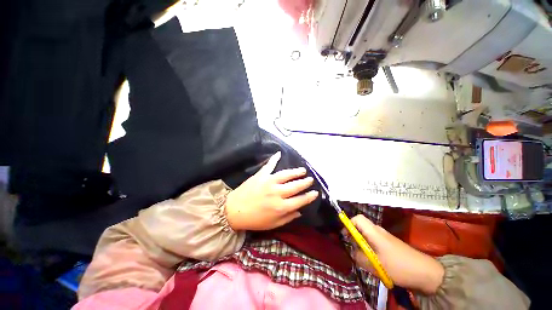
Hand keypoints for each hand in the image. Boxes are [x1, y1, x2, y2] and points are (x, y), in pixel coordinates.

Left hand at [225, 152, 318, 230]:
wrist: (233, 211)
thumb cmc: (254, 220)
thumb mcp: (272, 224)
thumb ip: (288, 218)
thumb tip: (300, 211)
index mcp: (281, 207)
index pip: (300, 200)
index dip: (309, 196)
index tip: (315, 192)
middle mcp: (277, 193)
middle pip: (296, 186)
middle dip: (305, 182)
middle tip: (311, 179)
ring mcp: (269, 182)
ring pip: (286, 174)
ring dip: (296, 172)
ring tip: (302, 170)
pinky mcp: (261, 175)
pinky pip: (269, 165)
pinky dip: (274, 158)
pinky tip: (279, 153)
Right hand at [348, 215, 444, 294]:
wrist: (426, 273)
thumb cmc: (399, 266)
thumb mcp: (375, 265)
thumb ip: (359, 257)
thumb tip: (351, 252)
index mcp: (374, 232)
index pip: (357, 219)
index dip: (348, 224)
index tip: (345, 236)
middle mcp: (378, 231)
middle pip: (361, 226)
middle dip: (354, 236)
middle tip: (352, 249)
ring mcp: (385, 237)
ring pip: (367, 235)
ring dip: (361, 244)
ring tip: (362, 257)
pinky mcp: (390, 244)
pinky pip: (374, 241)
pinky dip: (369, 248)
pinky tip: (373, 261)